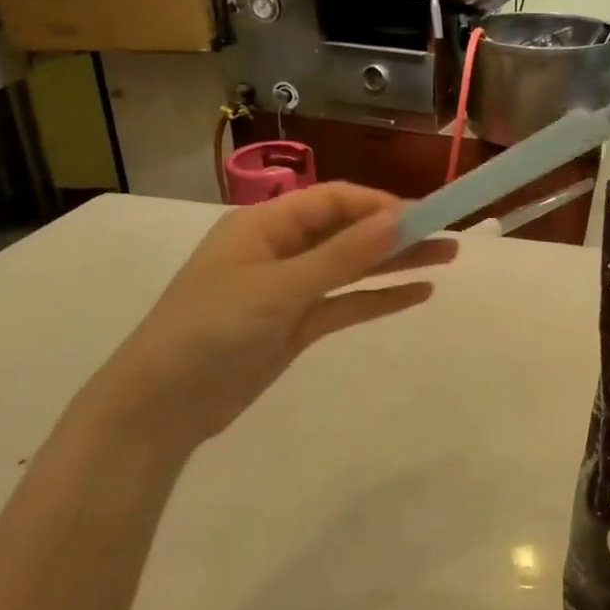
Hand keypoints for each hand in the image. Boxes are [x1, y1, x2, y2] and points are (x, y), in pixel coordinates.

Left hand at [70, 185, 456, 454]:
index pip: (335, 200)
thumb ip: (343, 254)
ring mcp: (290, 288)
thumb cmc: (210, 331)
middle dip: (398, 233)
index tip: (427, 217)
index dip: (382, 205)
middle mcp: (280, 249)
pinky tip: (418, 294)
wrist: (159, 408)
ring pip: (353, 267)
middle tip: (450, 239)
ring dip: (396, 263)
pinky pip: (346, 302)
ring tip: (446, 260)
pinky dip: (379, 297)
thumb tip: (400, 218)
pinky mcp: (296, 324)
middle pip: (350, 231)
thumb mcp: (280, 288)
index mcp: (265, 225)